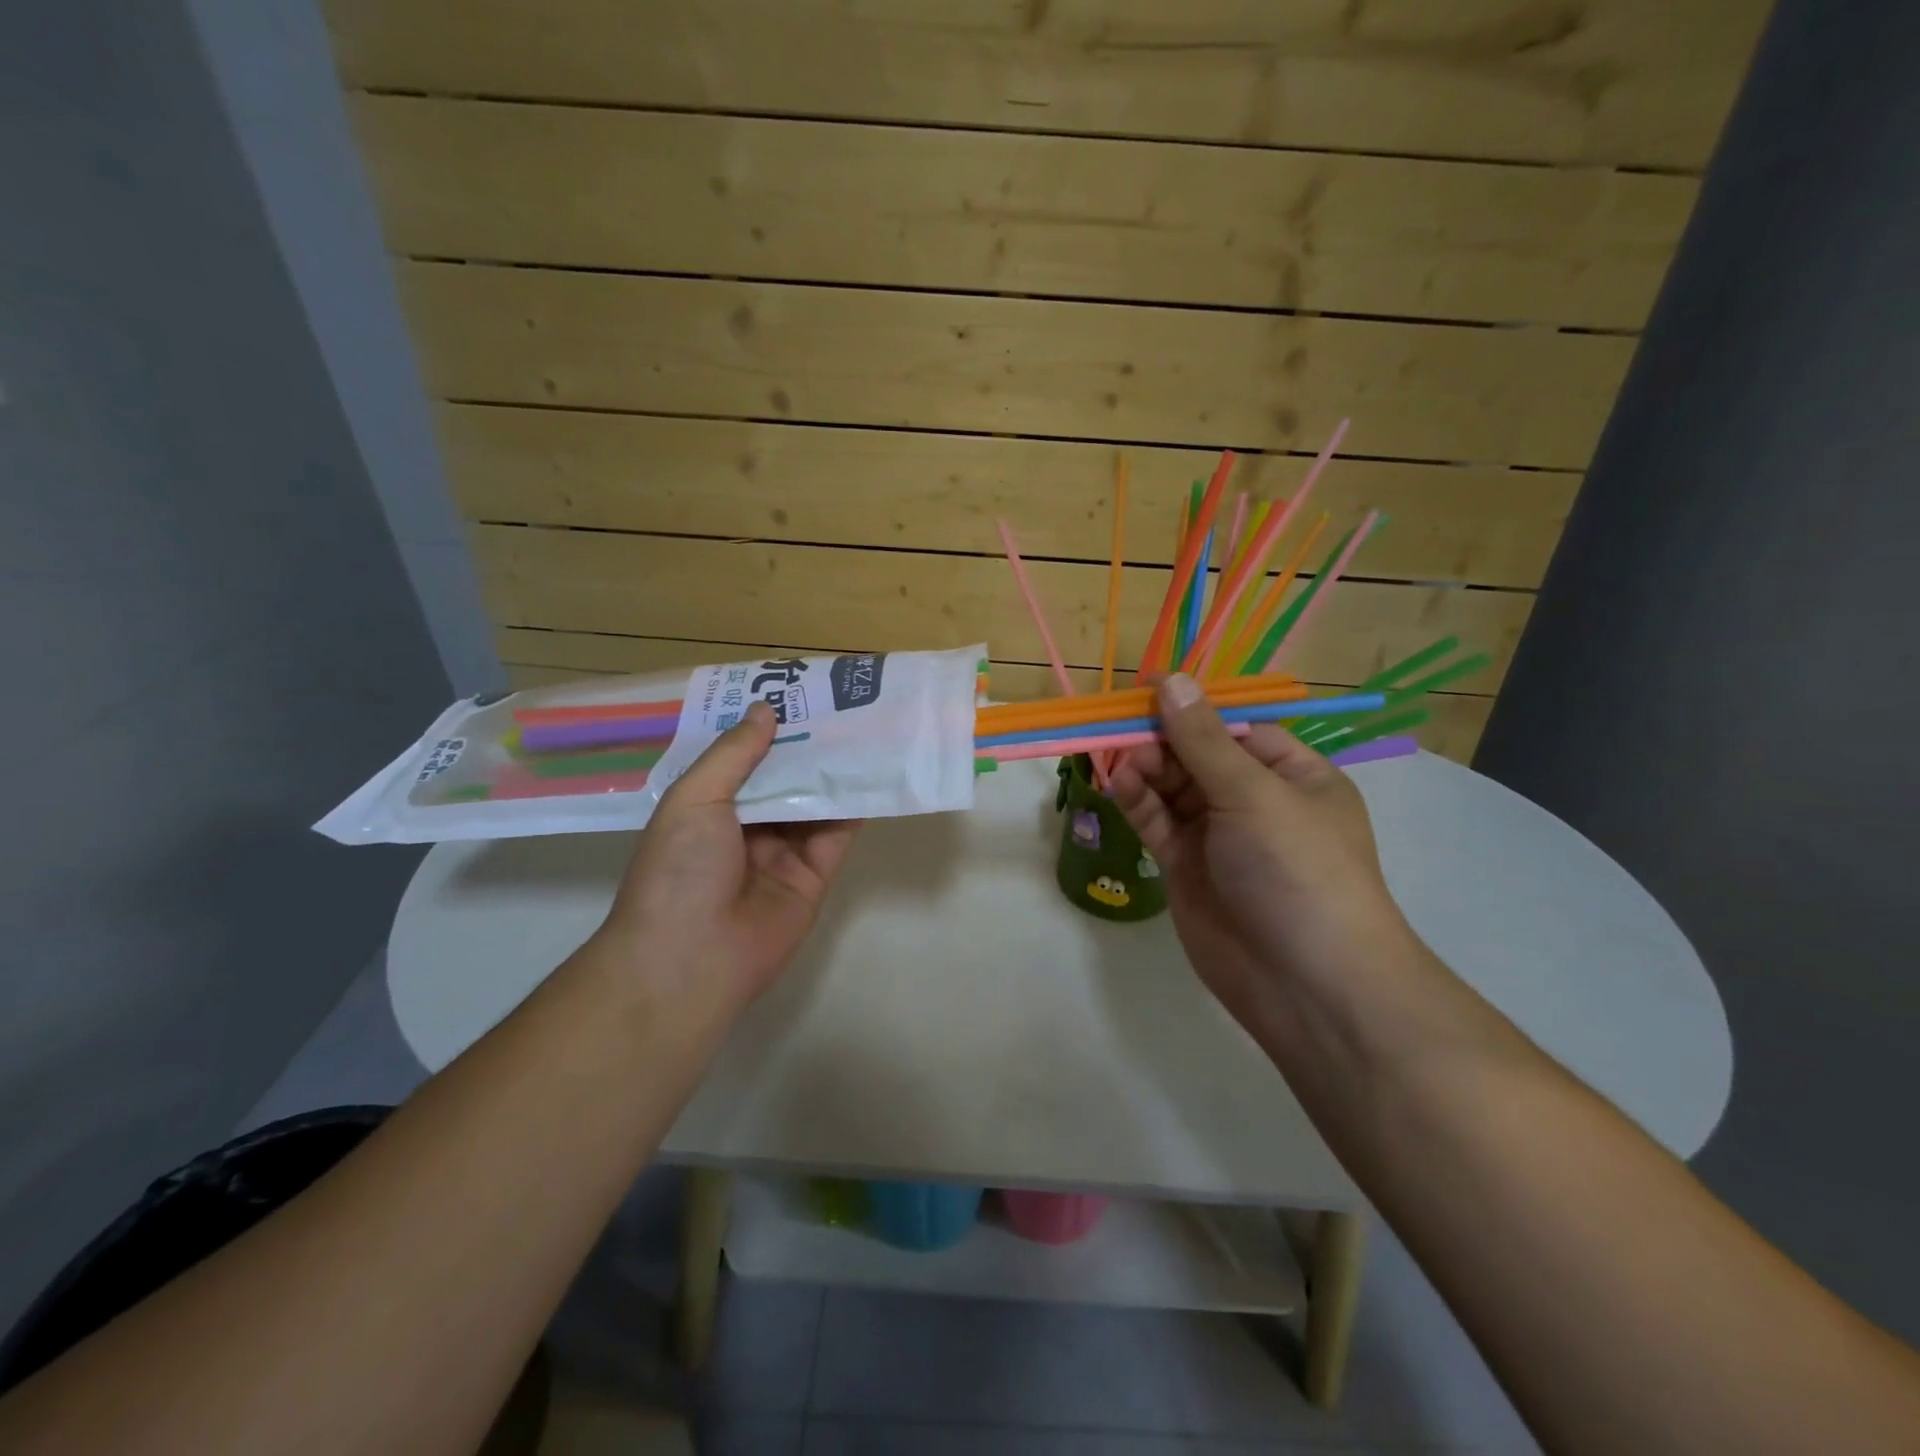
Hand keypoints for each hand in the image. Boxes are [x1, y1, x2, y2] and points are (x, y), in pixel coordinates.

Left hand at [592, 702, 859, 1011]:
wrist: (692, 959)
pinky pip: (837, 835)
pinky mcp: (814, 876)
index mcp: (707, 808)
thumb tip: (765, 710)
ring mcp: (782, 853)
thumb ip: (734, 754)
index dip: (766, 729)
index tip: (795, 693)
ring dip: (835, 770)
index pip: (741, 759)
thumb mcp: (695, 799)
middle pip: (783, 778)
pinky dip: (854, 806)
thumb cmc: (679, 869)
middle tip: (841, 704)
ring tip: (865, 728)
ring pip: (814, 802)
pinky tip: (873, 773)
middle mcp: (745, 827)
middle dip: (807, 745)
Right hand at [1109, 674, 1416, 1029]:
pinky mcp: (1186, 867)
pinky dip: (1137, 800)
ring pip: (1171, 786)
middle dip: (1161, 739)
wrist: (1306, 985)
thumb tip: (1171, 680)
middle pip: (1196, 754)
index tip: (1144, 689)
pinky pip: (1157, 822)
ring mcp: (1218, 836)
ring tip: (1120, 761)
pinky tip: (1118, 784)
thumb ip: (1203, 739)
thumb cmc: (1298, 871)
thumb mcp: (1254, 794)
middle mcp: (1254, 800)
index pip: (1234, 726)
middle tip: (1123, 732)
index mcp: (1292, 775)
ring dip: (1145, 768)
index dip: (1191, 707)